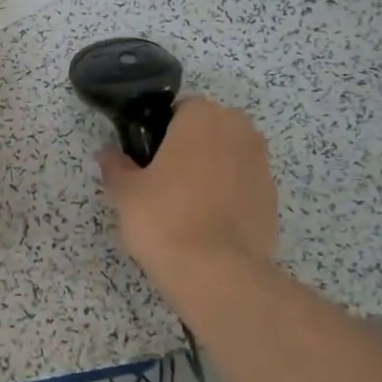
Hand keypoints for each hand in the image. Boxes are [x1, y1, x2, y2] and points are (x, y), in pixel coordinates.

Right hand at [96, 98, 277, 288]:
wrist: (217, 273)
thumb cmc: (164, 217)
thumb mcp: (125, 191)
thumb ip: (115, 166)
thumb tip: (108, 154)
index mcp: (202, 117)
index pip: (181, 108)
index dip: (162, 131)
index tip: (148, 157)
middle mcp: (239, 130)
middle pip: (210, 128)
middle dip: (192, 146)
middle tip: (165, 179)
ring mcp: (262, 164)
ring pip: (230, 155)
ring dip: (213, 169)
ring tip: (187, 203)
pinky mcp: (273, 197)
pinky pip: (244, 184)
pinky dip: (229, 194)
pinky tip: (209, 221)